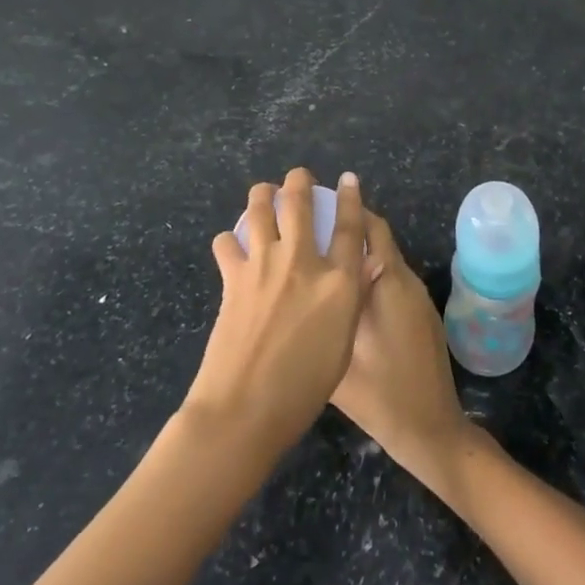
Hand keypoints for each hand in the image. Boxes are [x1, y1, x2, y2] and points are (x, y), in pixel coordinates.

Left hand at [181, 169, 371, 460]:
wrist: (245, 408)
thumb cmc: (304, 388)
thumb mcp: (343, 344)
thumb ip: (349, 300)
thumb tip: (357, 271)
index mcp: (338, 283)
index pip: (350, 227)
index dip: (351, 198)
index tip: (348, 178)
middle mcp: (302, 263)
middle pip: (300, 204)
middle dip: (299, 182)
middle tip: (298, 176)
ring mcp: (264, 266)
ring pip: (260, 210)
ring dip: (262, 195)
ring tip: (264, 193)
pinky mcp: (233, 278)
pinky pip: (227, 244)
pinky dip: (229, 240)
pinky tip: (232, 245)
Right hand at [330, 205, 475, 497]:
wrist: (430, 429)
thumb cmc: (381, 395)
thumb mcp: (337, 357)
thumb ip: (322, 314)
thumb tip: (296, 284)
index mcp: (387, 283)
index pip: (368, 228)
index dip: (345, 209)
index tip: (315, 200)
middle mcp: (405, 281)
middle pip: (378, 238)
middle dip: (350, 223)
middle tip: (314, 220)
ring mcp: (415, 298)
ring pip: (384, 258)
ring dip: (358, 248)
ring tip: (321, 251)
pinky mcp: (419, 314)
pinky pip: (390, 278)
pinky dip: (368, 271)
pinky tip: (342, 288)